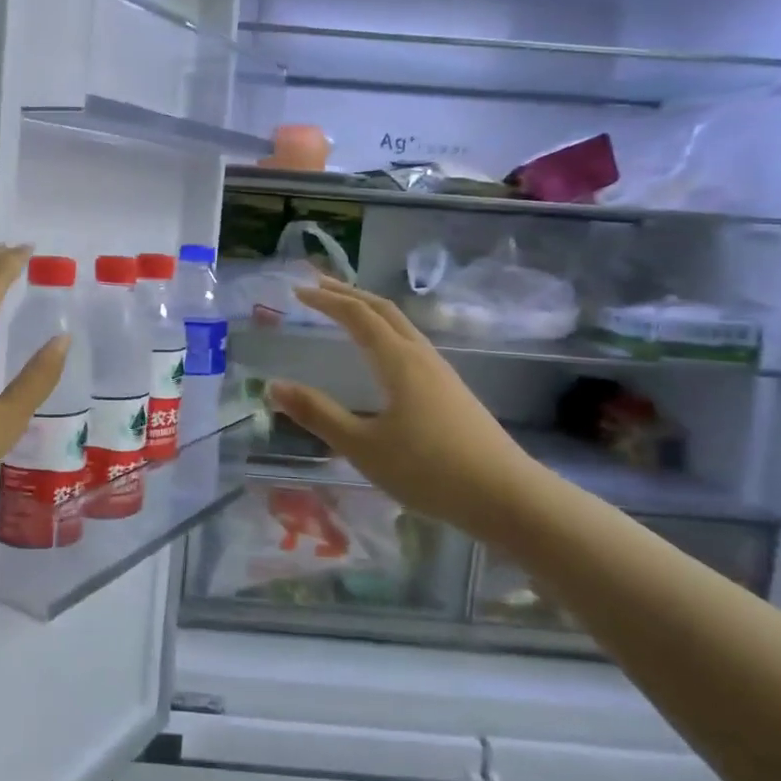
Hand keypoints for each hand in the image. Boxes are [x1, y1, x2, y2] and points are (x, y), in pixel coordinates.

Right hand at [266, 278, 540, 534]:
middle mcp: (421, 357)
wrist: (506, 496)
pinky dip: (386, 332)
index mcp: (399, 361)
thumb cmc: (428, 470)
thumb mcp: (362, 446)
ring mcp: (442, 373)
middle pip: (383, 310)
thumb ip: (318, 414)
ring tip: (345, 310)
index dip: (326, 300)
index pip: (357, 316)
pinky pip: (411, 344)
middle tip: (317, 284)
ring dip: (369, 311)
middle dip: (348, 293)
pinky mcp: (452, 391)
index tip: (298, 291)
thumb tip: (274, 386)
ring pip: (401, 326)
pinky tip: (382, 355)